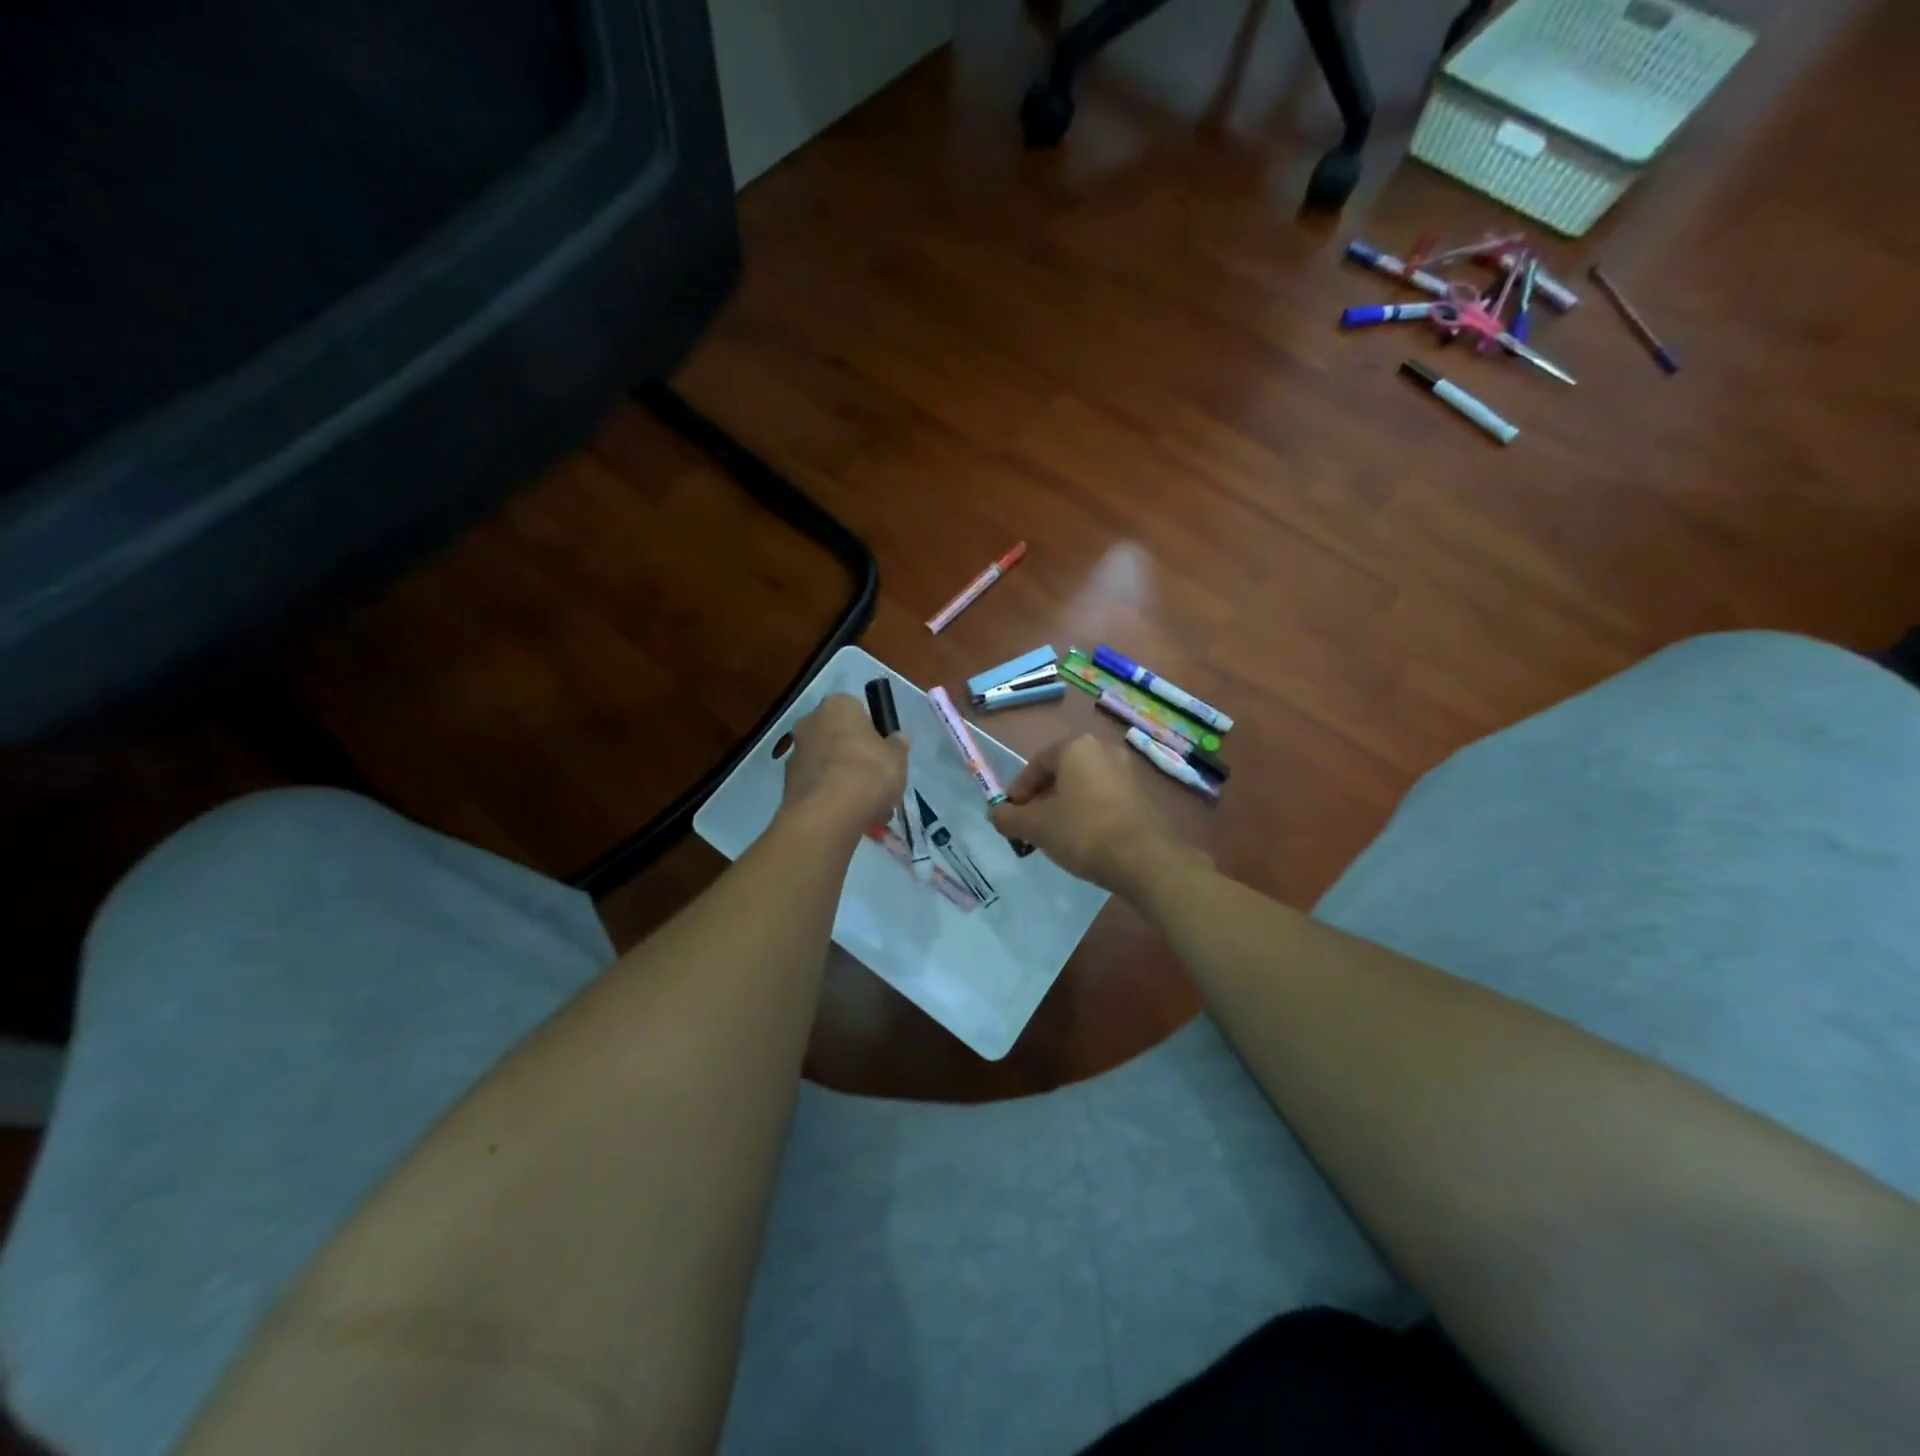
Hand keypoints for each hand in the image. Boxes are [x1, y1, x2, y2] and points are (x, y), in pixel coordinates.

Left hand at [779, 694, 907, 836]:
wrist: (828, 812)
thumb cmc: (869, 773)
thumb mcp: (898, 758)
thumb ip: (897, 745)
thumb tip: (897, 738)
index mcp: (838, 705)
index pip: (858, 710)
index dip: (872, 732)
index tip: (882, 753)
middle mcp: (810, 721)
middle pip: (838, 736)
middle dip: (854, 755)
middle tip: (874, 780)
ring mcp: (795, 751)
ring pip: (826, 762)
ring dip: (841, 777)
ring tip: (864, 806)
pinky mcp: (787, 781)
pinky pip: (816, 783)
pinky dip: (828, 795)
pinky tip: (846, 814)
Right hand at [988, 734, 1205, 896]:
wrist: (1145, 859)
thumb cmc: (1083, 832)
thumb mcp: (1036, 827)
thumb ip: (1009, 817)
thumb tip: (995, 814)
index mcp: (1076, 747)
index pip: (1037, 763)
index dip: (1019, 789)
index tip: (1011, 814)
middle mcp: (1104, 750)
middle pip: (1062, 772)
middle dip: (1043, 798)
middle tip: (1031, 825)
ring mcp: (1128, 771)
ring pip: (1085, 786)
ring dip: (1066, 806)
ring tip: (1055, 835)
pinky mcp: (1144, 795)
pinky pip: (1106, 798)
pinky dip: (1089, 812)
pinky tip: (1084, 839)